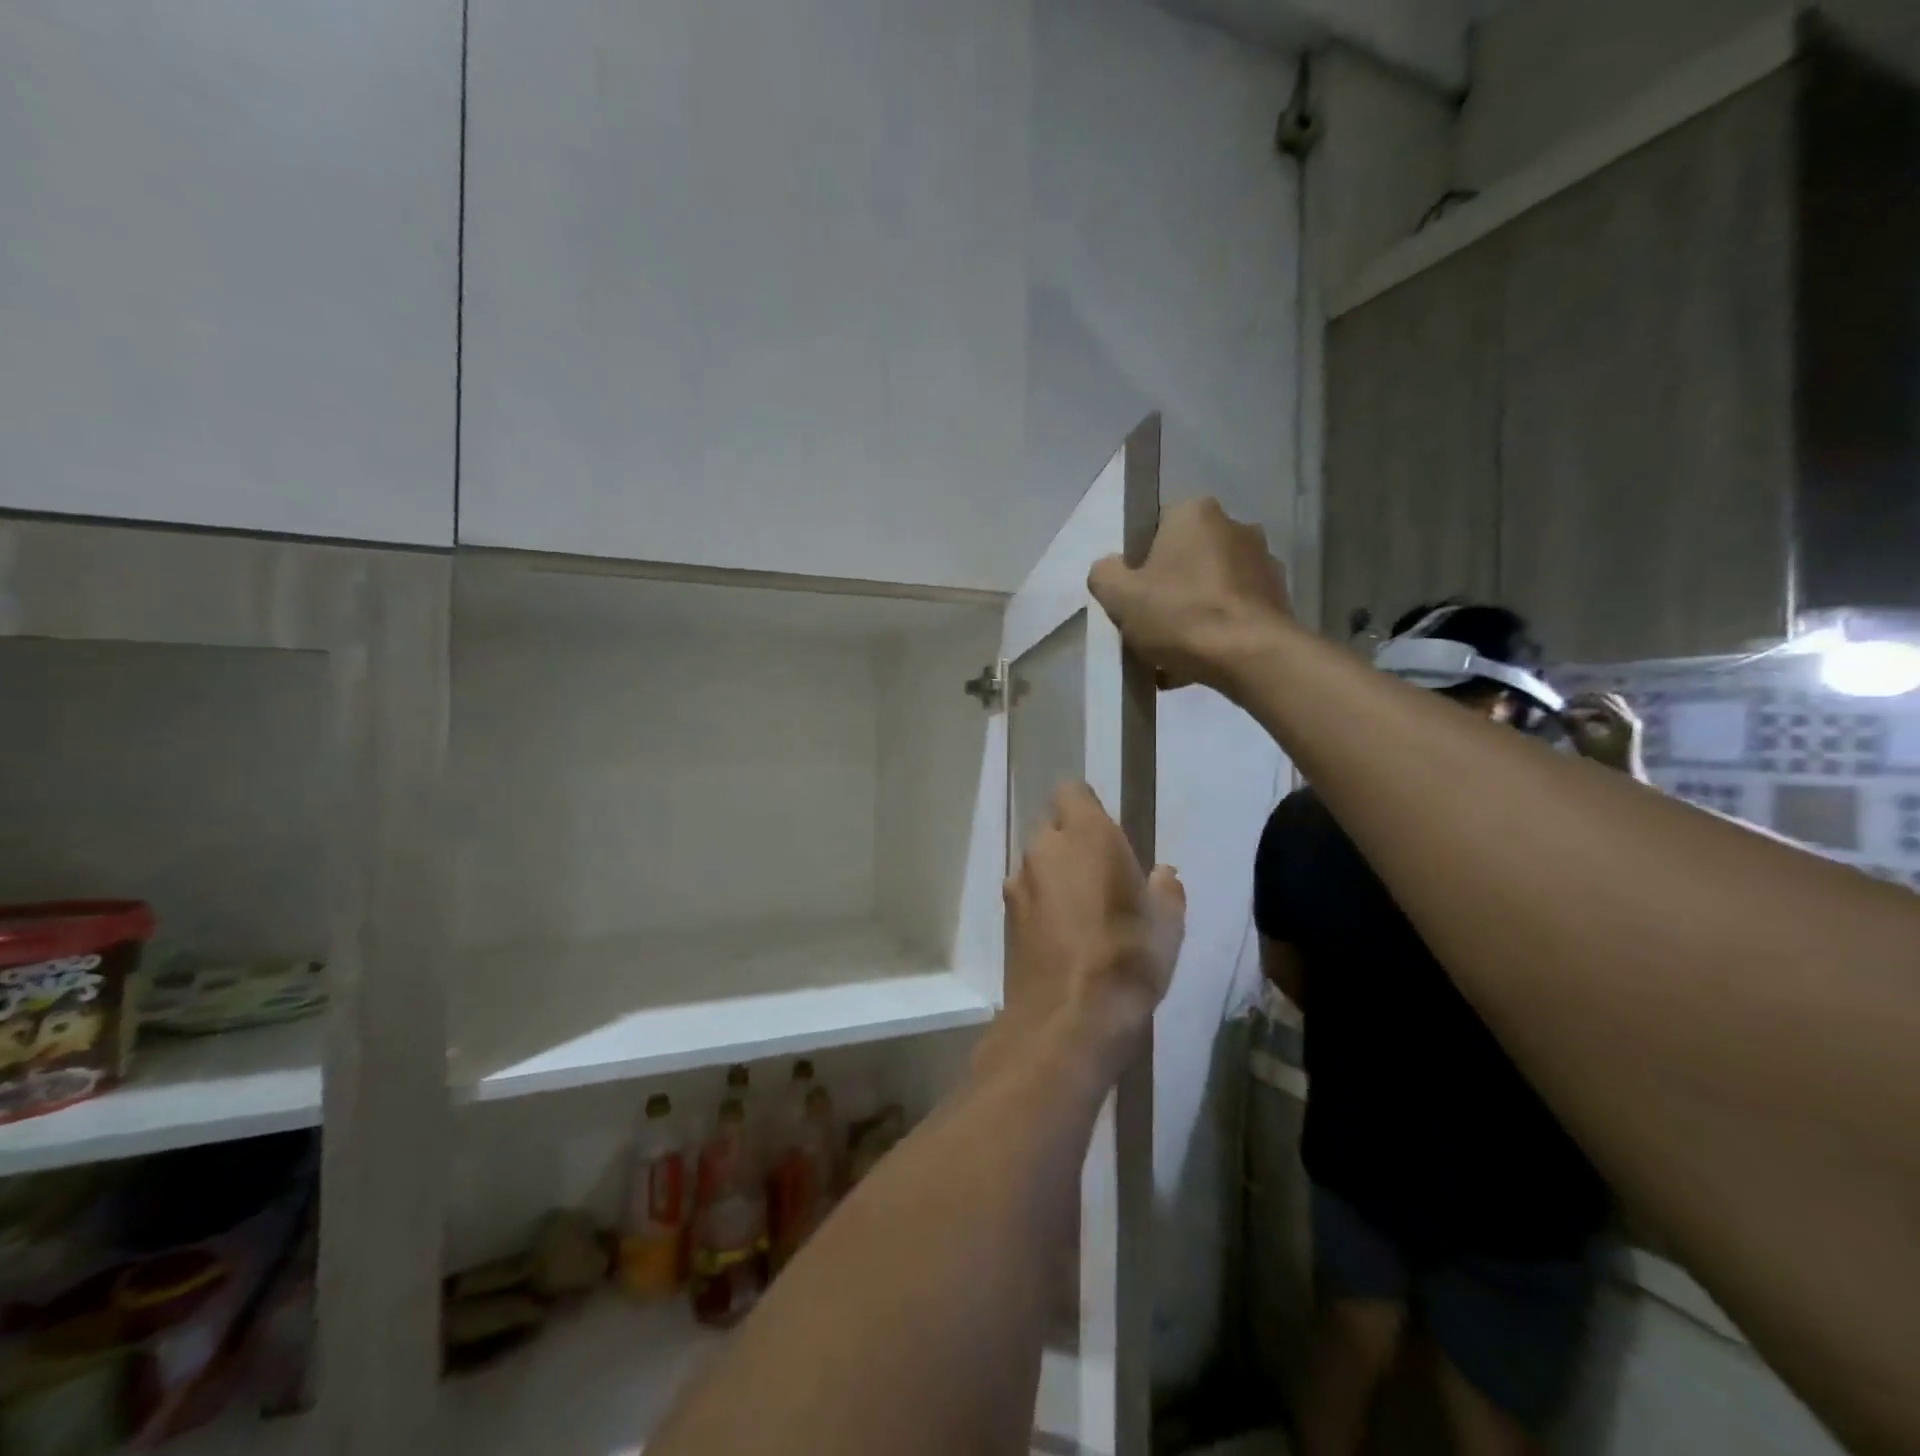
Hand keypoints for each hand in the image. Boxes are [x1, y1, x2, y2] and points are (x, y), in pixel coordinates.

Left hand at [1002, 783, 1185, 1070]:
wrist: (1068, 1019)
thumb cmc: (1129, 958)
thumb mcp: (1167, 924)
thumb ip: (1165, 890)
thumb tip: (1162, 874)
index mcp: (1086, 834)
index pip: (1072, 792)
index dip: (1086, 808)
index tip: (1107, 833)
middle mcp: (1044, 849)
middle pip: (1053, 830)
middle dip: (1072, 845)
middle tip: (1101, 878)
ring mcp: (1018, 884)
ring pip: (1038, 865)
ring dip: (1056, 878)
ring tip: (1084, 915)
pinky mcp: (1005, 919)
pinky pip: (1027, 897)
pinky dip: (1042, 907)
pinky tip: (1064, 940)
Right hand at [1088, 498, 1292, 695]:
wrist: (1251, 657)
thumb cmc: (1180, 614)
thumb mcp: (1119, 596)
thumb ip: (1104, 574)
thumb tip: (1113, 570)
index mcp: (1195, 513)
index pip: (1154, 528)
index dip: (1136, 562)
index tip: (1131, 594)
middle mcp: (1235, 526)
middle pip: (1183, 559)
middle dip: (1165, 590)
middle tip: (1147, 626)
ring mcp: (1262, 562)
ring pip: (1208, 588)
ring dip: (1190, 614)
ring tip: (1170, 655)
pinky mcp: (1277, 598)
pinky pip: (1232, 612)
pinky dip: (1214, 631)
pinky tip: (1196, 663)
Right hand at [1563, 692, 1647, 779]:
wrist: (1623, 778)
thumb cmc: (1603, 763)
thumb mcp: (1583, 742)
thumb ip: (1572, 725)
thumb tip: (1559, 714)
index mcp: (1622, 720)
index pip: (1600, 700)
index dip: (1580, 700)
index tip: (1563, 704)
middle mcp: (1630, 718)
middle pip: (1610, 699)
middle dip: (1588, 700)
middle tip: (1568, 705)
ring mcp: (1632, 724)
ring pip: (1612, 705)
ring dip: (1593, 706)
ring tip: (1574, 712)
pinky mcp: (1629, 730)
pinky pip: (1613, 714)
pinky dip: (1598, 714)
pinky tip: (1584, 721)